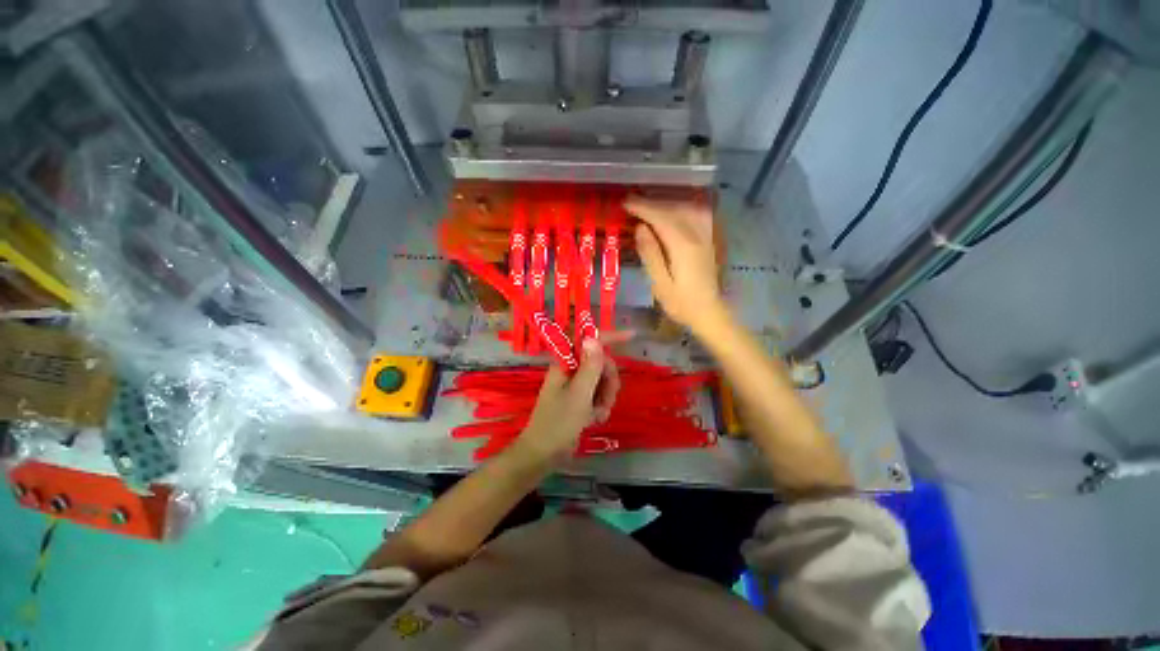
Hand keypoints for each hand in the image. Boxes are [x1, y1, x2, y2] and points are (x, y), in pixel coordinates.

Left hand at [514, 339, 619, 463]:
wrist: (544, 453)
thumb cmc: (558, 423)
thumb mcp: (579, 394)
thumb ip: (589, 366)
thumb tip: (593, 337)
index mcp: (566, 363)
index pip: (589, 341)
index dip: (610, 336)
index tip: (632, 336)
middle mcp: (571, 370)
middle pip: (601, 363)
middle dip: (608, 381)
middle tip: (605, 400)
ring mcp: (575, 385)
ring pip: (603, 380)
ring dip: (605, 397)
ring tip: (598, 414)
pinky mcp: (579, 398)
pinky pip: (599, 394)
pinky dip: (601, 406)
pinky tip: (595, 419)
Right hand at [624, 198, 727, 335]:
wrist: (709, 313)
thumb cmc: (681, 303)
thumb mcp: (660, 284)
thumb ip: (651, 255)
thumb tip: (641, 228)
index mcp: (682, 247)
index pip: (661, 219)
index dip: (643, 208)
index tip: (626, 203)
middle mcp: (696, 236)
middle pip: (673, 211)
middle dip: (652, 204)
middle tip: (632, 203)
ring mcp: (705, 237)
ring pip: (687, 210)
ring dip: (666, 204)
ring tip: (648, 207)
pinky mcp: (708, 242)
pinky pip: (697, 216)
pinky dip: (682, 209)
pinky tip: (674, 211)